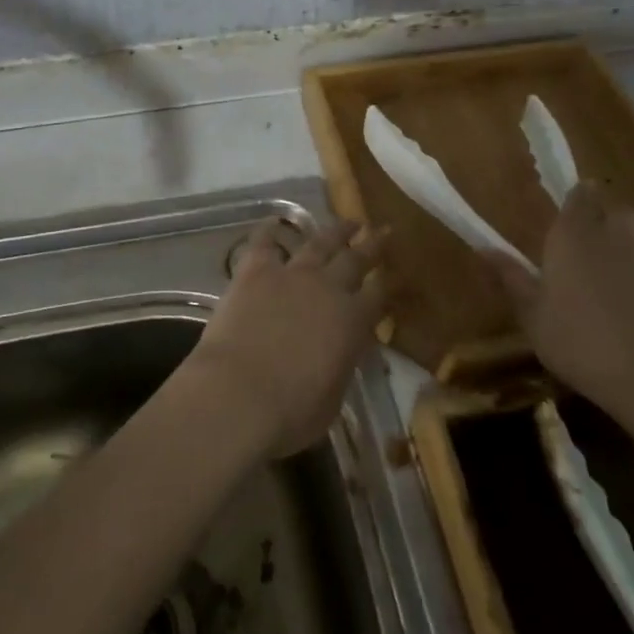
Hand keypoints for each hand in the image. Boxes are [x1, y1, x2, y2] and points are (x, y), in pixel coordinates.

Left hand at [189, 219, 388, 457]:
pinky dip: (270, 230)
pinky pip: (265, 242)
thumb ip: (340, 367)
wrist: (237, 394)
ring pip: (319, 243)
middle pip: (356, 259)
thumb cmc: (290, 412)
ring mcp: (290, 275)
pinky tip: (275, 221)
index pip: (379, 295)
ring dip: (336, 231)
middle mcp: (327, 289)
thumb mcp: (333, 398)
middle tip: (383, 232)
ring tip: (349, 222)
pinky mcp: (254, 271)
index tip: (395, 273)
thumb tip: (340, 355)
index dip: (388, 283)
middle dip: (372, 245)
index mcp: (352, 322)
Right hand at [489, 183, 633, 426]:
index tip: (568, 201)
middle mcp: (612, 241)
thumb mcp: (532, 314)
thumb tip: (484, 249)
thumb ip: (512, 279)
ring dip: (620, 253)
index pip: (579, 198)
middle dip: (605, 216)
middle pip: (616, 212)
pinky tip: (622, 314)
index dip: (576, 196)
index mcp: (573, 237)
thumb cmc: (578, 339)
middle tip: (586, 236)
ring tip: (600, 283)